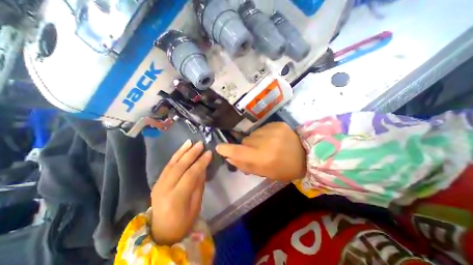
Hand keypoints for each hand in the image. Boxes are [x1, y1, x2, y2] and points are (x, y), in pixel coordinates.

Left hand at [151, 140, 211, 245]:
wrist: (161, 232)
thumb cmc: (183, 221)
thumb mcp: (196, 205)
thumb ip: (199, 184)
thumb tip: (203, 167)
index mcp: (176, 198)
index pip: (190, 175)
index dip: (201, 162)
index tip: (209, 153)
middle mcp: (164, 189)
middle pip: (180, 166)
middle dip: (191, 153)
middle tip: (201, 144)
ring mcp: (158, 185)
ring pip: (172, 164)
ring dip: (182, 151)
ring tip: (191, 142)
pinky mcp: (156, 182)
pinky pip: (167, 166)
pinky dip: (175, 156)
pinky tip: (182, 149)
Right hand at [217, 122, 306, 180]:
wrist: (306, 155)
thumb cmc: (284, 169)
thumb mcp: (265, 173)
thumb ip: (246, 165)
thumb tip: (229, 157)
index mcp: (264, 158)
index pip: (239, 152)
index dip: (227, 149)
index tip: (219, 147)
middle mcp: (267, 142)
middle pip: (245, 141)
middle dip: (247, 147)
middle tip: (257, 152)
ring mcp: (273, 130)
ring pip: (252, 134)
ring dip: (255, 140)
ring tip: (267, 145)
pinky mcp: (278, 123)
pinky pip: (262, 128)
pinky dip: (263, 134)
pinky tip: (272, 138)